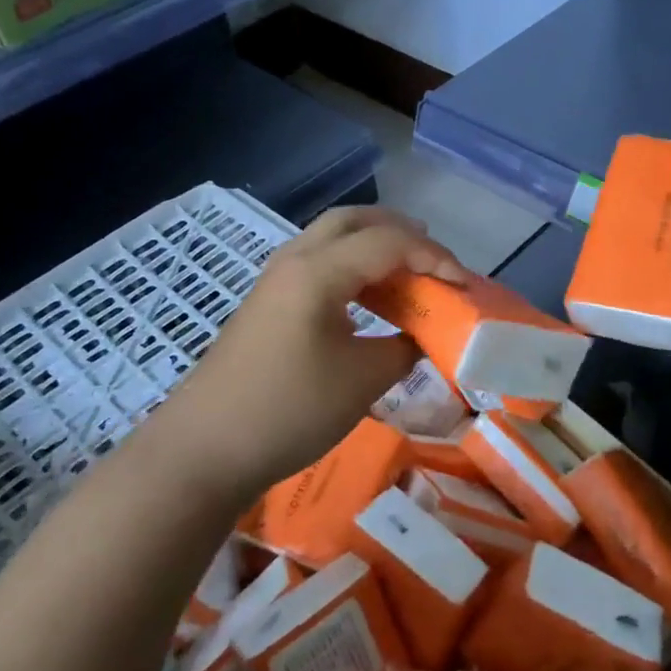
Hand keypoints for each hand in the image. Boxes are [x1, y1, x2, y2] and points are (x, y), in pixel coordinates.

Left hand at [150, 206, 467, 494]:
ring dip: (374, 247)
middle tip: (435, 260)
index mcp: (318, 270)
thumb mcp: (362, 381)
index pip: (389, 243)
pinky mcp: (267, 303)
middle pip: (355, 220)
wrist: (203, 450)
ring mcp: (275, 280)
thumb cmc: (289, 410)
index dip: (435, 258)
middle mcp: (294, 260)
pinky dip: (353, 269)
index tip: (466, 287)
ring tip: (409, 275)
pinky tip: (368, 301)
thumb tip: (421, 337)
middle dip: (401, 232)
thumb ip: (404, 349)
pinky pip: (319, 264)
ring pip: (332, 239)